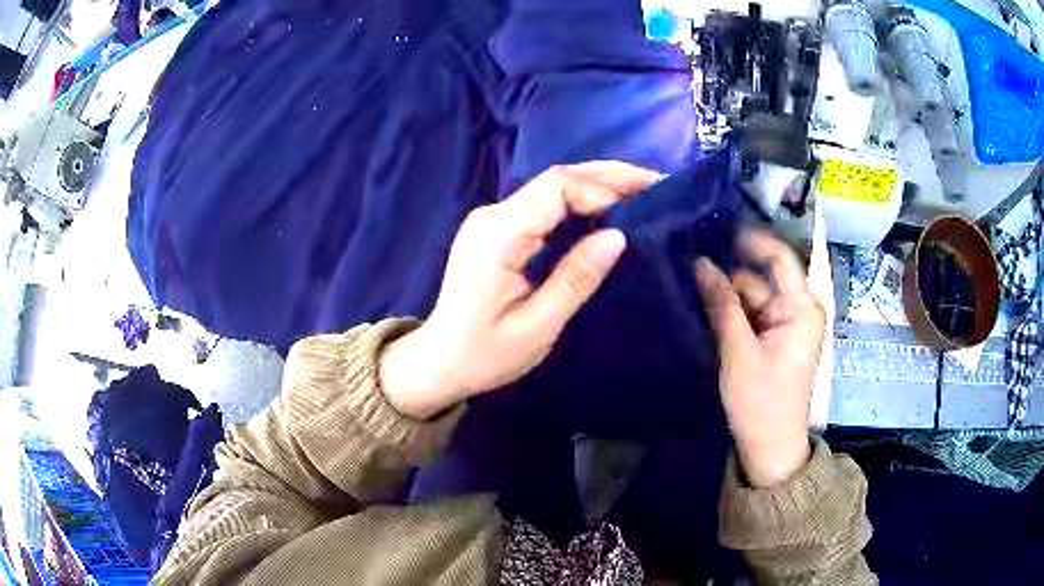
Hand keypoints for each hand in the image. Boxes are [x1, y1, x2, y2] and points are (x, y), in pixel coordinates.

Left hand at [379, 163, 661, 418]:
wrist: (439, 360)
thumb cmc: (484, 354)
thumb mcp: (537, 327)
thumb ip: (576, 279)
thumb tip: (617, 236)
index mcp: (498, 236)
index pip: (555, 188)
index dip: (602, 188)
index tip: (642, 202)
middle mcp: (492, 216)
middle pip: (555, 178)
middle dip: (607, 176)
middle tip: (654, 183)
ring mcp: (491, 219)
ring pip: (550, 187)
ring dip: (596, 184)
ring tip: (640, 190)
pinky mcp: (496, 228)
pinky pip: (543, 204)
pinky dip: (579, 201)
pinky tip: (605, 207)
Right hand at [695, 231, 825, 487]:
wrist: (769, 450)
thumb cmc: (762, 404)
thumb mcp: (740, 354)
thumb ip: (722, 306)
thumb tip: (699, 263)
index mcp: (802, 309)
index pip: (780, 258)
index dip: (751, 241)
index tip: (715, 229)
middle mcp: (796, 310)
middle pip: (758, 279)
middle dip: (727, 276)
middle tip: (686, 269)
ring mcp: (782, 325)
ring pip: (749, 297)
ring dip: (723, 297)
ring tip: (687, 292)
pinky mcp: (770, 340)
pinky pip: (747, 315)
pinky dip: (727, 314)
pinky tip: (702, 311)